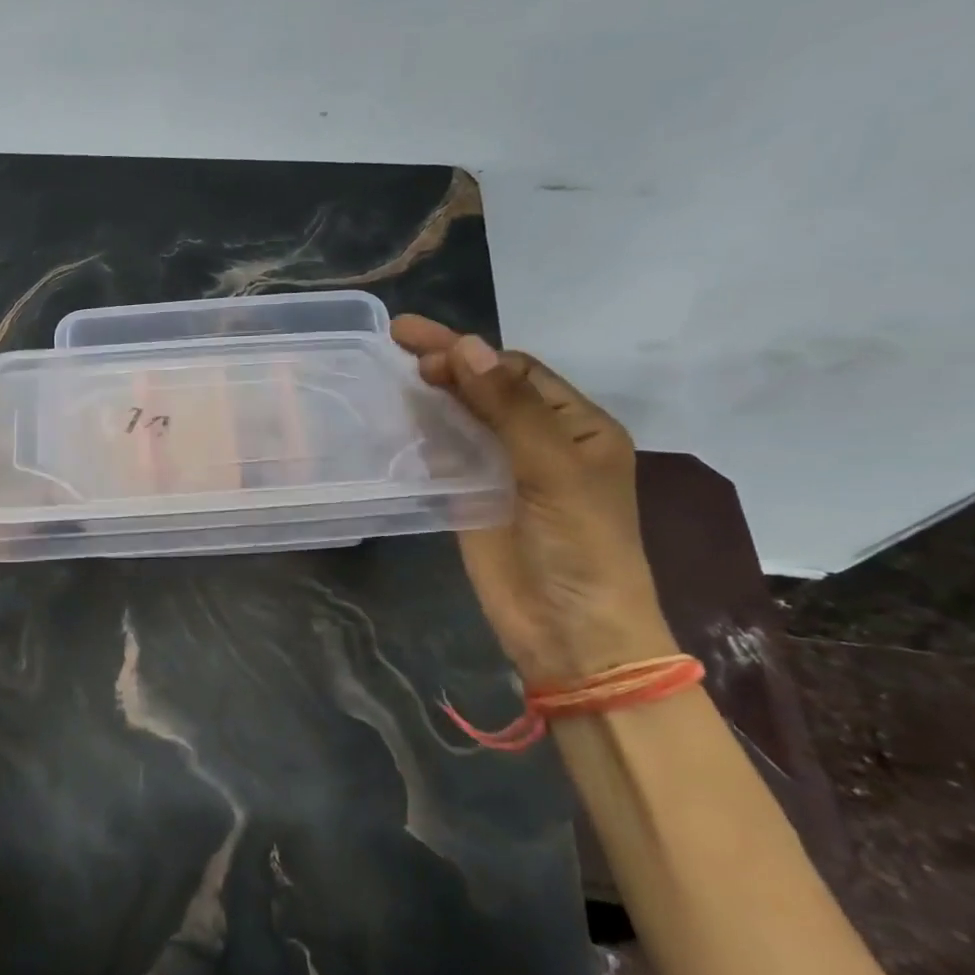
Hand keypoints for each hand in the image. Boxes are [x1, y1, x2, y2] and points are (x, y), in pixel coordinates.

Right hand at [391, 316, 677, 684]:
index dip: (473, 354)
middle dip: (447, 362)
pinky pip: (444, 454)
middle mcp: (540, 442)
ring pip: (462, 417)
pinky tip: (398, 416)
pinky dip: (422, 432)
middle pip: (487, 388)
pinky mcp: (470, 498)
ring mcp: (502, 471)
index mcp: (576, 428)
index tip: (423, 345)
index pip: (518, 373)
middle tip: (398, 340)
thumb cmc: (581, 548)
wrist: (571, 633)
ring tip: (393, 369)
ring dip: (432, 392)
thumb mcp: (553, 471)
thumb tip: (466, 346)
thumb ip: (509, 408)